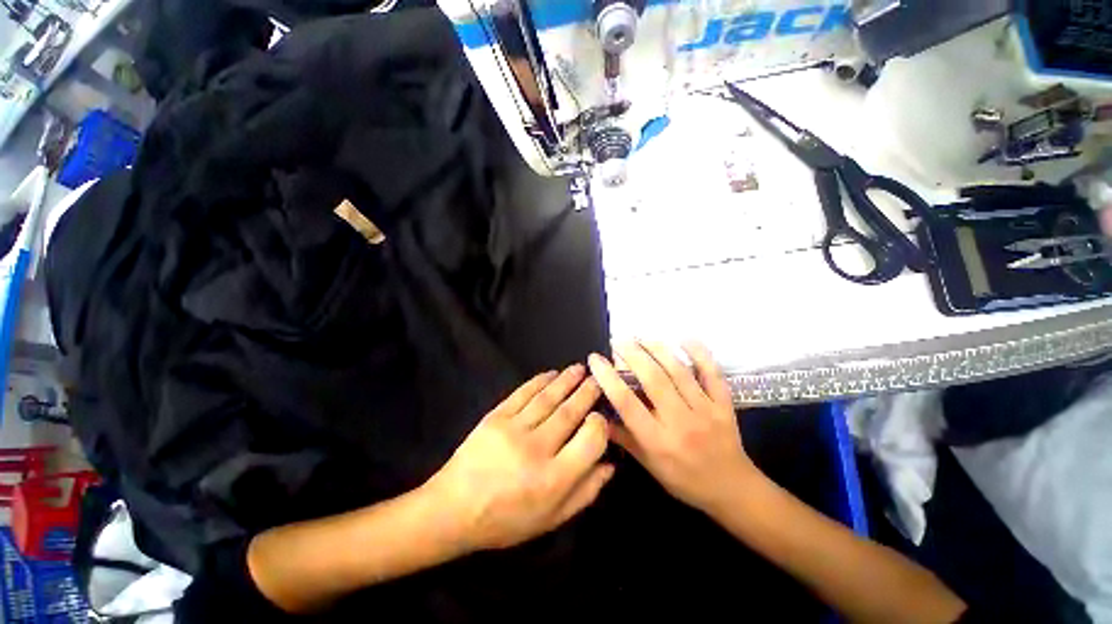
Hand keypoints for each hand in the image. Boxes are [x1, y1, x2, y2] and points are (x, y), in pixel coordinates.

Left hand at [425, 366, 612, 551]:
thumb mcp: (551, 519)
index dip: (600, 424)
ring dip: (566, 380)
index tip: (601, 416)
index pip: (590, 440)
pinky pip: (523, 393)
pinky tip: (552, 374)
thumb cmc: (506, 520)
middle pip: (570, 412)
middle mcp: (537, 449)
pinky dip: (539, 381)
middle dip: (587, 392)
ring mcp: (514, 429)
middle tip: (598, 379)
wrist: (453, 509)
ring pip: (548, 398)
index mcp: (554, 479)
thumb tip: (610, 464)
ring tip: (580, 369)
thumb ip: (585, 492)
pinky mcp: (495, 417)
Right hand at [588, 341, 762, 513]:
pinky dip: (700, 353)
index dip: (608, 378)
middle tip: (618, 341)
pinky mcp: (723, 404)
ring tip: (640, 337)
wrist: (733, 489)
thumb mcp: (649, 466)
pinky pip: (712, 373)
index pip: (627, 403)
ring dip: (657, 349)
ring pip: (679, 371)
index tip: (595, 359)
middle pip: (653, 380)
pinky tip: (685, 339)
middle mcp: (680, 422)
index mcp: (658, 441)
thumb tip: (599, 415)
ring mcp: (705, 410)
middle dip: (632, 354)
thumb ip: (624, 438)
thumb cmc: (684, 479)